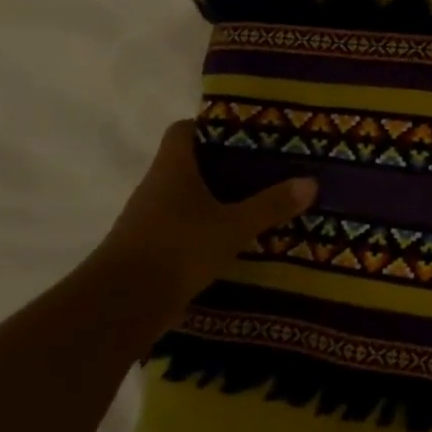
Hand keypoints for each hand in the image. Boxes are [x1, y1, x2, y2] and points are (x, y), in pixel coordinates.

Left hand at [92, 121, 316, 305]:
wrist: (121, 305)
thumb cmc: (178, 249)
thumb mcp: (233, 227)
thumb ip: (270, 205)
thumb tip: (311, 182)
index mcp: (173, 169)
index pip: (184, 130)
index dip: (210, 126)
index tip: (244, 132)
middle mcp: (155, 187)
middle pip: (188, 163)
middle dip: (223, 165)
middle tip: (263, 168)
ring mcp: (147, 219)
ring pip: (185, 197)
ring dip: (214, 199)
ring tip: (254, 203)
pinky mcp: (148, 248)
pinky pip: (181, 227)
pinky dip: (204, 228)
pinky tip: (232, 238)